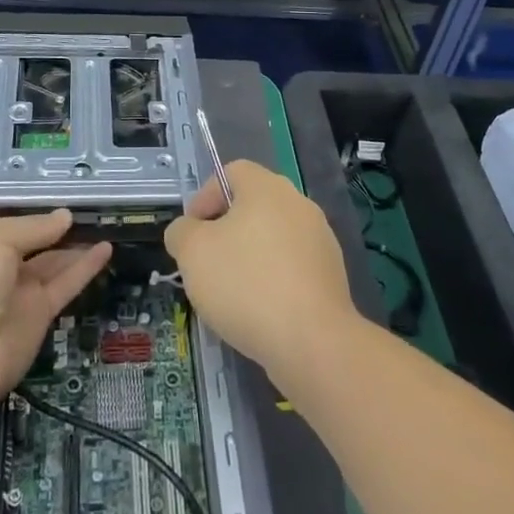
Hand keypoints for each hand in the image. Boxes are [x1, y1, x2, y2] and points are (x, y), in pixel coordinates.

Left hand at [0, 211, 110, 413]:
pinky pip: (65, 283)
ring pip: (52, 261)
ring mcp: (17, 290)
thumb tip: (65, 216)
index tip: (60, 191)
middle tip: (91, 207)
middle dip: (56, 226)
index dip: (31, 207)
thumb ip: (34, 227)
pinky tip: (106, 248)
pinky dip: (85, 267)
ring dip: (76, 245)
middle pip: (32, 239)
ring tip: (105, 224)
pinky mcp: (38, 314)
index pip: (6, 218)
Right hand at [164, 161, 357, 386]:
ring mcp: (320, 239)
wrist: (312, 341)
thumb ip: (181, 232)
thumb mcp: (192, 252)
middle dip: (225, 231)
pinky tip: (259, 311)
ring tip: (230, 293)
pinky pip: (291, 267)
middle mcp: (298, 203)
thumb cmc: (246, 284)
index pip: (231, 172)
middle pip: (253, 206)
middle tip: (206, 263)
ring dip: (249, 257)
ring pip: (273, 238)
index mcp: (267, 187)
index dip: (205, 197)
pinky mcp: (331, 274)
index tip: (191, 233)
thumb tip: (187, 231)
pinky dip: (273, 280)